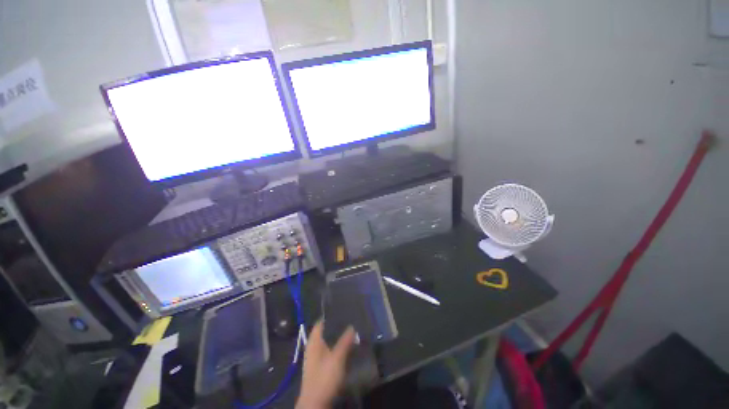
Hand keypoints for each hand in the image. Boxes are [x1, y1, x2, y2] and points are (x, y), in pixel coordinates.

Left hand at [296, 321, 355, 408]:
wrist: (315, 403)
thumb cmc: (324, 378)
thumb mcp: (336, 358)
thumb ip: (344, 341)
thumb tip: (352, 326)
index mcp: (314, 342)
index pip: (320, 322)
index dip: (330, 315)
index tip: (342, 309)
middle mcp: (313, 347)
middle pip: (324, 332)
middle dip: (336, 326)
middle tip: (350, 319)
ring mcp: (315, 358)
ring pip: (327, 342)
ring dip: (337, 337)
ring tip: (351, 331)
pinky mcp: (320, 367)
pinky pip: (329, 351)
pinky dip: (336, 347)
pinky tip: (346, 347)